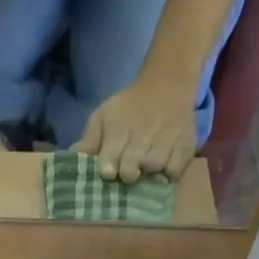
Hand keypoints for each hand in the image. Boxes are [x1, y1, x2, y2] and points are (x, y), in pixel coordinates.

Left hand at [75, 81, 197, 182]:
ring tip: (146, 166)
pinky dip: (169, 173)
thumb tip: (72, 159)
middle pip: (131, 168)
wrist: (167, 84)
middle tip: (129, 170)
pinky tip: (163, 167)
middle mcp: (143, 134)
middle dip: (127, 173)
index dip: (108, 169)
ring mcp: (167, 139)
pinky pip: (175, 170)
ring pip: (154, 168)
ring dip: (148, 173)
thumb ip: (89, 140)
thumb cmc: (128, 106)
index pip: (110, 160)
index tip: (109, 172)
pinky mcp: (186, 144)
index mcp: (119, 129)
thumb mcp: (104, 116)